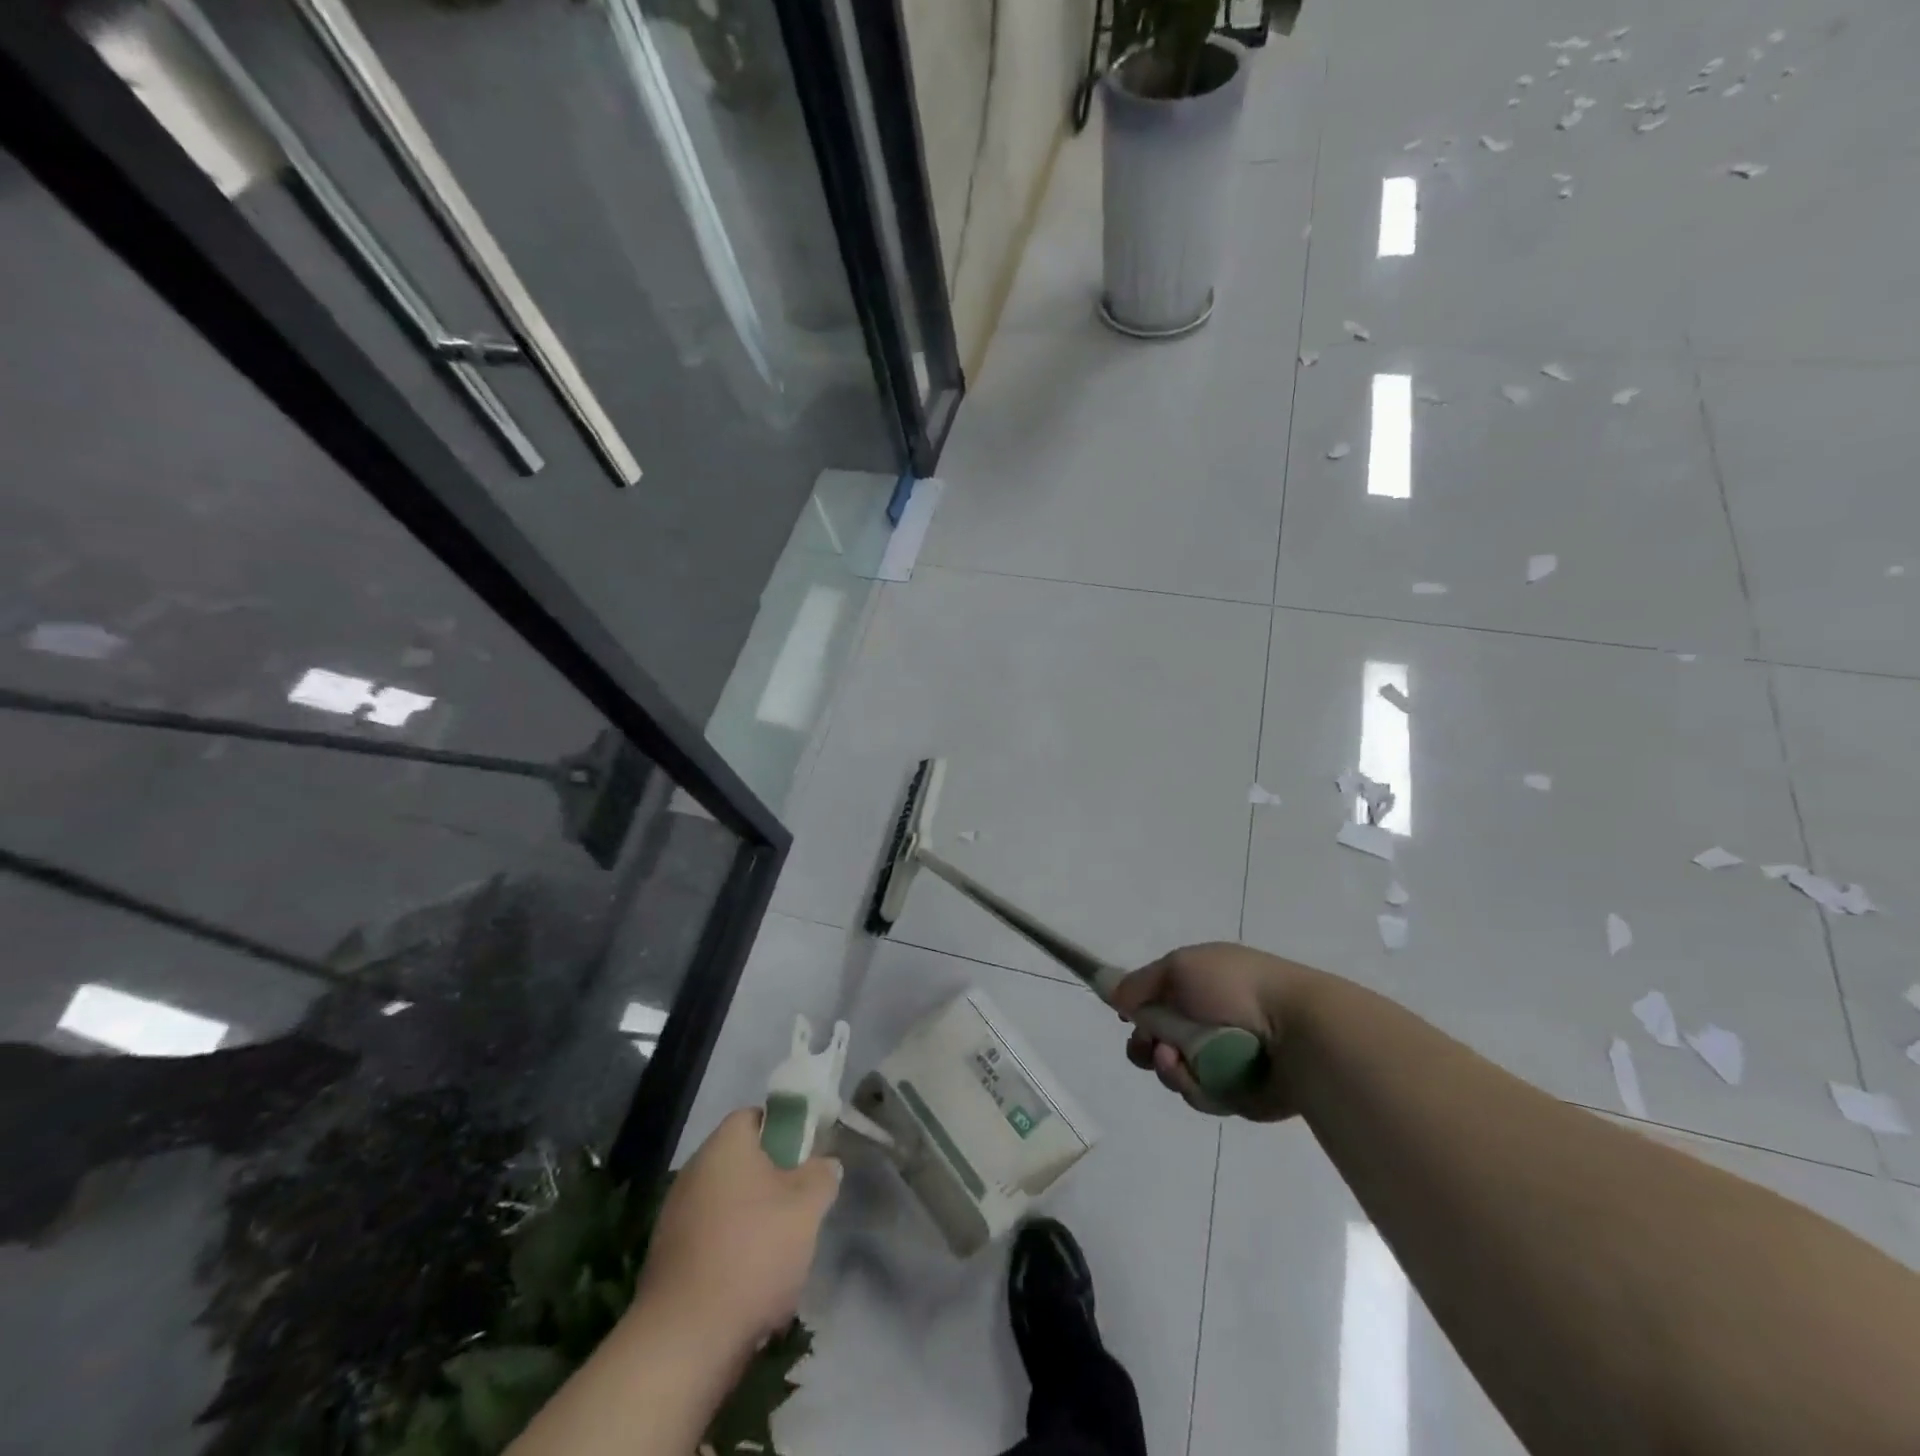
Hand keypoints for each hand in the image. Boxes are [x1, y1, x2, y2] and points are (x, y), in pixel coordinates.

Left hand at [634, 1108, 840, 1355]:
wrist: (685, 1341)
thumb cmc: (752, 1254)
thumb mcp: (807, 1208)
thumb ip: (821, 1175)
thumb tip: (823, 1163)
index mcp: (724, 1146)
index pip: (756, 1116)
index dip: (785, 1130)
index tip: (807, 1157)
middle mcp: (694, 1172)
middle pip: (743, 1162)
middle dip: (774, 1181)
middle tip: (801, 1206)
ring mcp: (676, 1217)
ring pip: (729, 1204)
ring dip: (755, 1221)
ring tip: (781, 1255)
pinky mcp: (668, 1260)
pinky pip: (711, 1241)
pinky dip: (733, 1254)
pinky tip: (752, 1286)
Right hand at [1111, 942, 1316, 1119]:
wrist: (1296, 1030)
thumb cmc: (1235, 987)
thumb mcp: (1179, 968)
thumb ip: (1140, 982)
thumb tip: (1112, 993)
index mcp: (1202, 985)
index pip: (1158, 1001)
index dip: (1138, 1011)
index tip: (1125, 1018)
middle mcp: (1211, 1020)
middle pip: (1161, 1040)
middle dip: (1145, 1046)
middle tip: (1145, 1046)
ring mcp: (1225, 1058)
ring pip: (1176, 1071)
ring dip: (1166, 1066)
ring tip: (1172, 1058)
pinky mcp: (1238, 1093)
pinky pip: (1200, 1094)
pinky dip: (1191, 1085)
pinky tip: (1194, 1075)